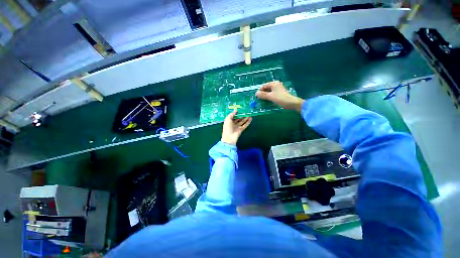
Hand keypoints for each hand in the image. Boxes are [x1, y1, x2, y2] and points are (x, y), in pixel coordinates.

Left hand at [221, 111, 251, 144]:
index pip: (233, 116)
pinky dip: (248, 122)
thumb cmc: (227, 128)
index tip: (240, 110)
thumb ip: (231, 114)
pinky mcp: (241, 129)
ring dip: (246, 118)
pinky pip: (245, 125)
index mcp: (229, 121)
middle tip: (246, 111)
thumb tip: (236, 111)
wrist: (229, 138)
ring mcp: (237, 127)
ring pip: (242, 121)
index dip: (237, 113)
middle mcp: (233, 124)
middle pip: (238, 119)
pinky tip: (251, 119)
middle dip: (242, 115)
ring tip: (249, 114)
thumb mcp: (227, 119)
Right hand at [255, 81, 303, 111]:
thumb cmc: (280, 98)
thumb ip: (262, 95)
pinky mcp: (279, 93)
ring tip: (262, 101)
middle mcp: (275, 85)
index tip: (256, 97)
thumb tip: (256, 93)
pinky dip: (269, 97)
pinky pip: (272, 94)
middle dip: (262, 94)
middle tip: (259, 100)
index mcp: (273, 83)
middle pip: (266, 88)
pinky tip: (267, 101)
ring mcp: (278, 89)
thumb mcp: (270, 96)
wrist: (291, 103)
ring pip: (269, 92)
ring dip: (265, 96)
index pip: (263, 86)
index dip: (259, 91)